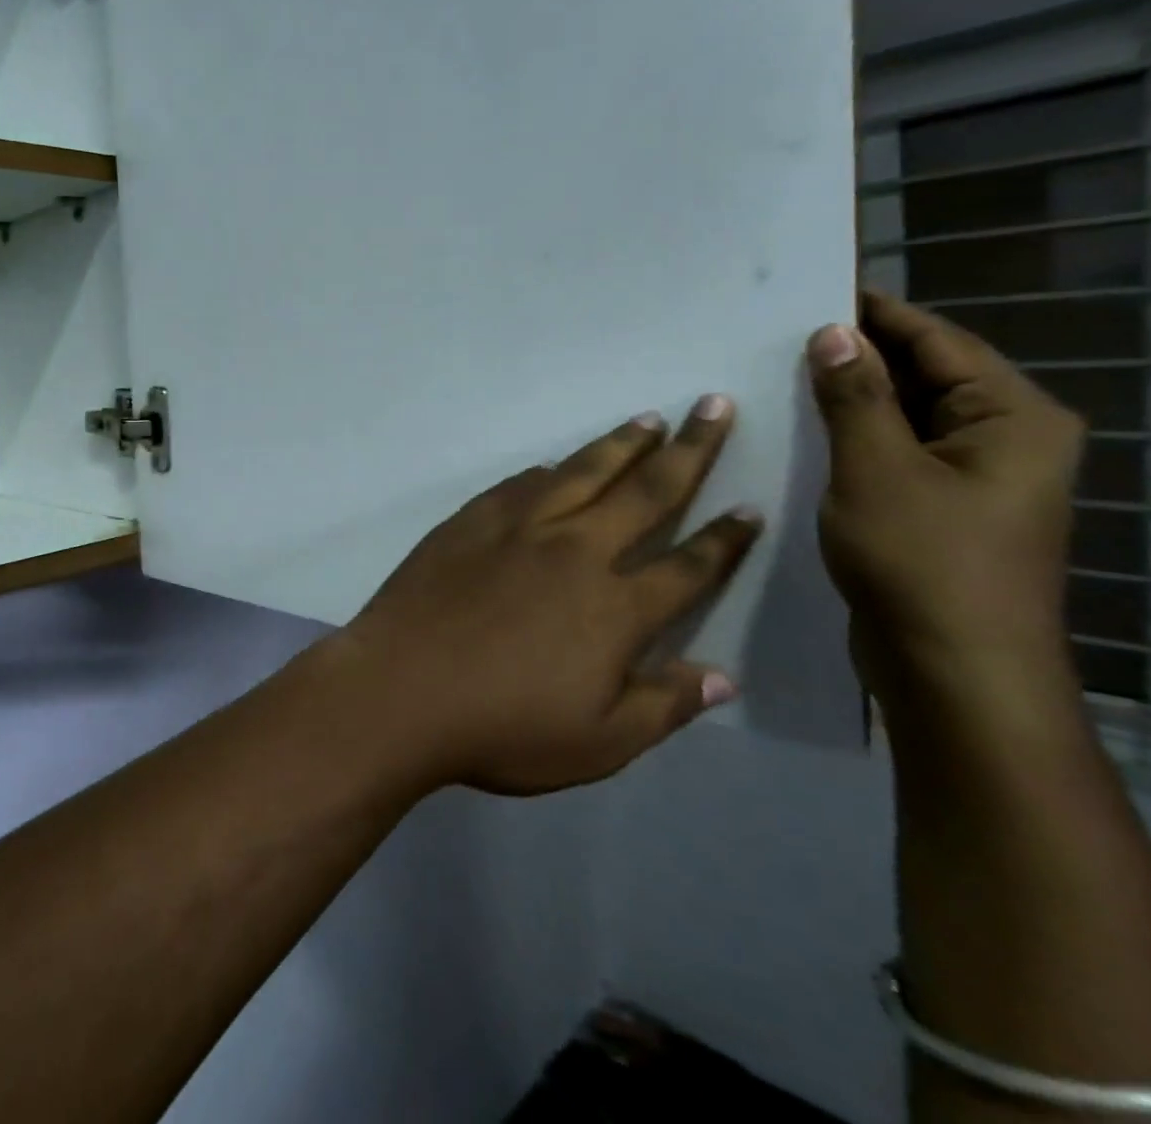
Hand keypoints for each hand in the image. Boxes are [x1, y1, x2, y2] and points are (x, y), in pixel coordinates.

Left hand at [330, 399, 762, 796]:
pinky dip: (547, 470)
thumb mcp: (598, 744)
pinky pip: (520, 484)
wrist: (400, 687)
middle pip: (644, 492)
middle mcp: (574, 551)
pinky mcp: (470, 520)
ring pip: (582, 472)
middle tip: (713, 407)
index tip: (751, 507)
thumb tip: (723, 677)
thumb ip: (664, 706)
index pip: (688, 566)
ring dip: (620, 444)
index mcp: (614, 608)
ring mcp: (517, 529)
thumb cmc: (501, 727)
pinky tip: (555, 463)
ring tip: (649, 419)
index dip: (725, 539)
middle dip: (689, 449)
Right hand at [807, 290, 1085, 717]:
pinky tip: (800, 429)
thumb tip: (832, 333)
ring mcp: (972, 479)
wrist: (953, 672)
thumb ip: (855, 396)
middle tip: (780, 331)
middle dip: (856, 355)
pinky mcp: (938, 510)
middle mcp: (1003, 440)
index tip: (815, 288)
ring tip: (778, 372)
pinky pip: (892, 453)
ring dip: (848, 397)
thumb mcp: (877, 469)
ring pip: (903, 417)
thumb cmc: (924, 562)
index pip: (938, 342)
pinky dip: (850, 436)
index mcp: (1012, 419)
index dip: (877, 313)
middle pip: (925, 376)